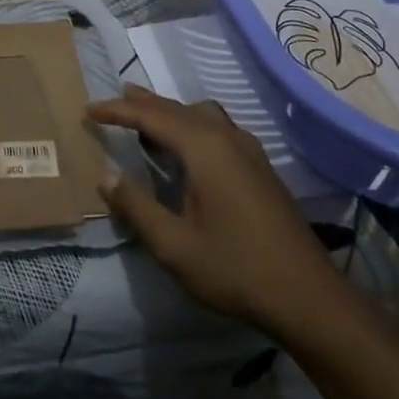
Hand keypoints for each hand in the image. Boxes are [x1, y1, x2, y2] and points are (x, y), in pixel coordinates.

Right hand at [88, 86, 346, 338]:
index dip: (118, 111)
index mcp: (204, 149)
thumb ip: (136, 206)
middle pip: (178, 108)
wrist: (308, 298)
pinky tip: (187, 147)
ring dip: (170, 112)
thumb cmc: (235, 269)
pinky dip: (192, 124)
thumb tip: (106, 176)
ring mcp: (249, 151)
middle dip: (143, 103)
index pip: (152, 117)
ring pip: (202, 114)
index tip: (89, 110)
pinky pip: (218, 128)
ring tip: (146, 116)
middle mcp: (227, 138)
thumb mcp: (173, 245)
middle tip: (113, 100)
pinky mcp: (260, 168)